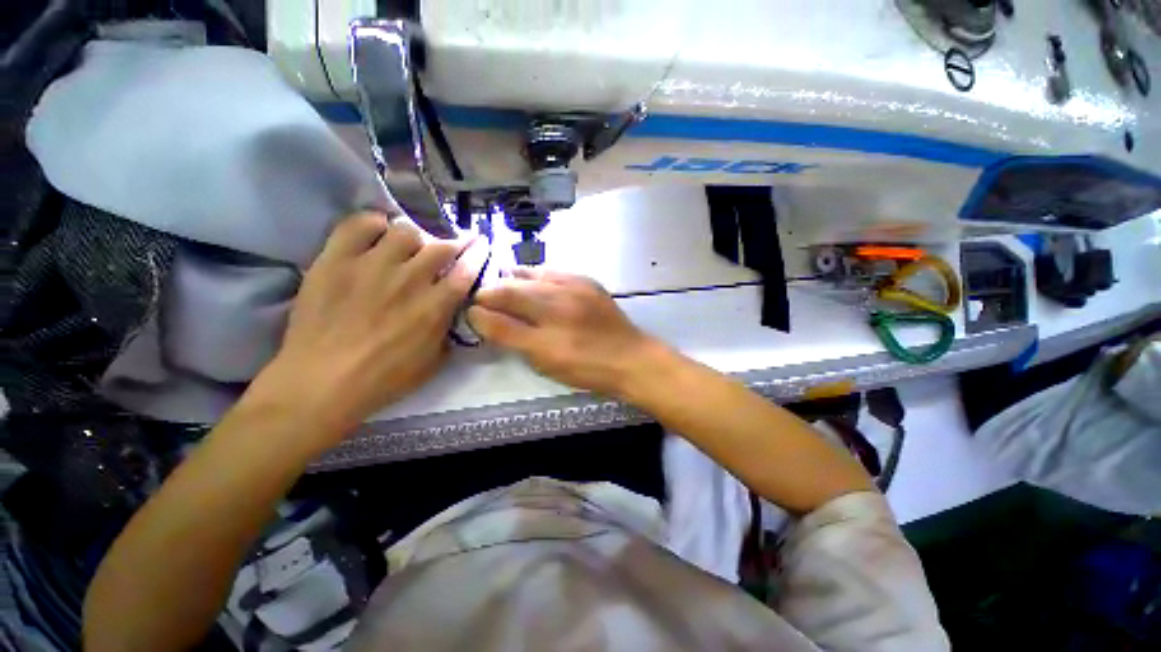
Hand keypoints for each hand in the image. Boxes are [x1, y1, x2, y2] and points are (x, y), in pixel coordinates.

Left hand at [257, 212, 486, 437]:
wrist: (322, 382)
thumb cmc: (384, 379)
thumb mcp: (434, 362)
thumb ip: (449, 331)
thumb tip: (455, 312)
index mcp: (435, 305)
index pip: (466, 269)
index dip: (477, 253)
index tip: (481, 244)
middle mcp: (410, 279)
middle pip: (441, 245)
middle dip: (453, 242)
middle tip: (450, 247)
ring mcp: (371, 266)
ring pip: (405, 231)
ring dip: (415, 238)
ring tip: (409, 247)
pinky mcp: (336, 260)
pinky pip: (359, 225)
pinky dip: (373, 224)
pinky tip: (377, 234)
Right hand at [467, 268, 663, 397]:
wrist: (631, 358)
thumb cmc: (587, 367)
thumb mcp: (545, 361)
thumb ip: (510, 336)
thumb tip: (479, 315)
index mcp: (546, 325)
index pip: (500, 308)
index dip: (480, 308)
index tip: (473, 311)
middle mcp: (558, 298)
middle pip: (512, 287)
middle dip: (493, 291)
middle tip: (486, 300)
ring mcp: (575, 286)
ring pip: (531, 274)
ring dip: (514, 280)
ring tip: (508, 290)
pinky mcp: (587, 281)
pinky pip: (553, 271)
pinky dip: (537, 276)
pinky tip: (536, 285)